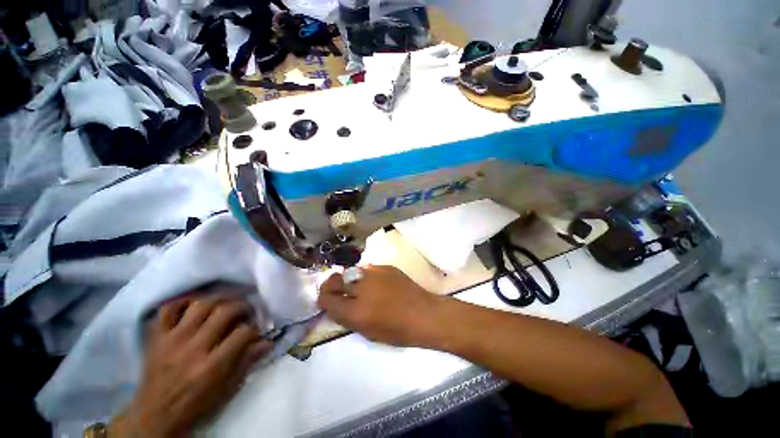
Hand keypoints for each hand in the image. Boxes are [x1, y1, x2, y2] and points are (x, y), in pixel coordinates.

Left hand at [109, 287, 272, 436]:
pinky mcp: (156, 337)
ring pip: (200, 304)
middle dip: (242, 306)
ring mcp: (171, 340)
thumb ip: (247, 362)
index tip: (256, 331)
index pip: (243, 333)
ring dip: (219, 300)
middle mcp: (192, 349)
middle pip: (225, 311)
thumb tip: (268, 342)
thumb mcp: (226, 390)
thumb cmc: (195, 406)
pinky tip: (196, 304)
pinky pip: (169, 309)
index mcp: (211, 366)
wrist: (153, 417)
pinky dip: (184, 301)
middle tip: (247, 310)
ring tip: (226, 304)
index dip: (254, 329)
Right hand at [317, 265, 442, 346]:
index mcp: (356, 310)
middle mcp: (362, 288)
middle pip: (336, 279)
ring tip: (359, 287)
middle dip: (332, 286)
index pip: (327, 298)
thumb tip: (336, 305)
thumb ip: (347, 317)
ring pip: (352, 272)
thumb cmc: (397, 330)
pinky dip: (366, 276)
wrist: (423, 313)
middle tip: (338, 291)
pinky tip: (376, 284)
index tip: (326, 300)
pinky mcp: (385, 267)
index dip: (323, 298)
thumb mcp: (367, 331)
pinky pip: (368, 269)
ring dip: (350, 280)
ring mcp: (374, 273)